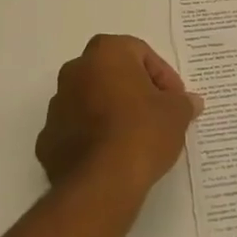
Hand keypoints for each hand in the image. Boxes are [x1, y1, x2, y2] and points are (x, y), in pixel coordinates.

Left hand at [36, 35, 202, 198]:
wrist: (102, 182)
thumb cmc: (142, 132)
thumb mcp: (176, 114)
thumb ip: (183, 102)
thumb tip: (190, 102)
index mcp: (106, 53)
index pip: (140, 53)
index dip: (163, 76)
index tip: (175, 100)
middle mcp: (75, 71)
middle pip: (111, 73)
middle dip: (133, 90)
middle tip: (156, 114)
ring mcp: (57, 106)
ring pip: (90, 100)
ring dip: (110, 112)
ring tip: (135, 138)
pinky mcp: (47, 140)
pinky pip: (75, 130)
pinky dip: (91, 138)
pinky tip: (112, 157)